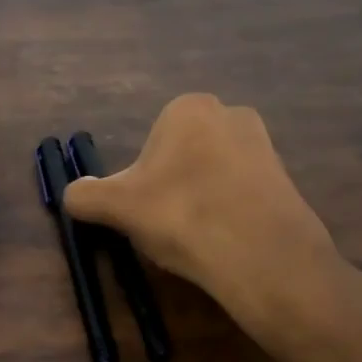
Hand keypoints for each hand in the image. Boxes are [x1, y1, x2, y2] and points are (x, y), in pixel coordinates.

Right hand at [63, 94, 338, 336]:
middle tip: (168, 226)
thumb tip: (73, 195)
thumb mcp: (116, 206)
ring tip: (198, 238)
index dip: (141, 182)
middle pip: (182, 158)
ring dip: (200, 201)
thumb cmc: (181, 214)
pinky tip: (225, 242)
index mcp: (187, 107)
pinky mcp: (287, 179)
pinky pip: (241, 195)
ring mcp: (264, 145)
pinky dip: (229, 214)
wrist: (261, 254)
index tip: (144, 211)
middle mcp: (230, 113)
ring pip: (212, 176)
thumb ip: (85, 195)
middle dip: (172, 188)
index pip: (150, 146)